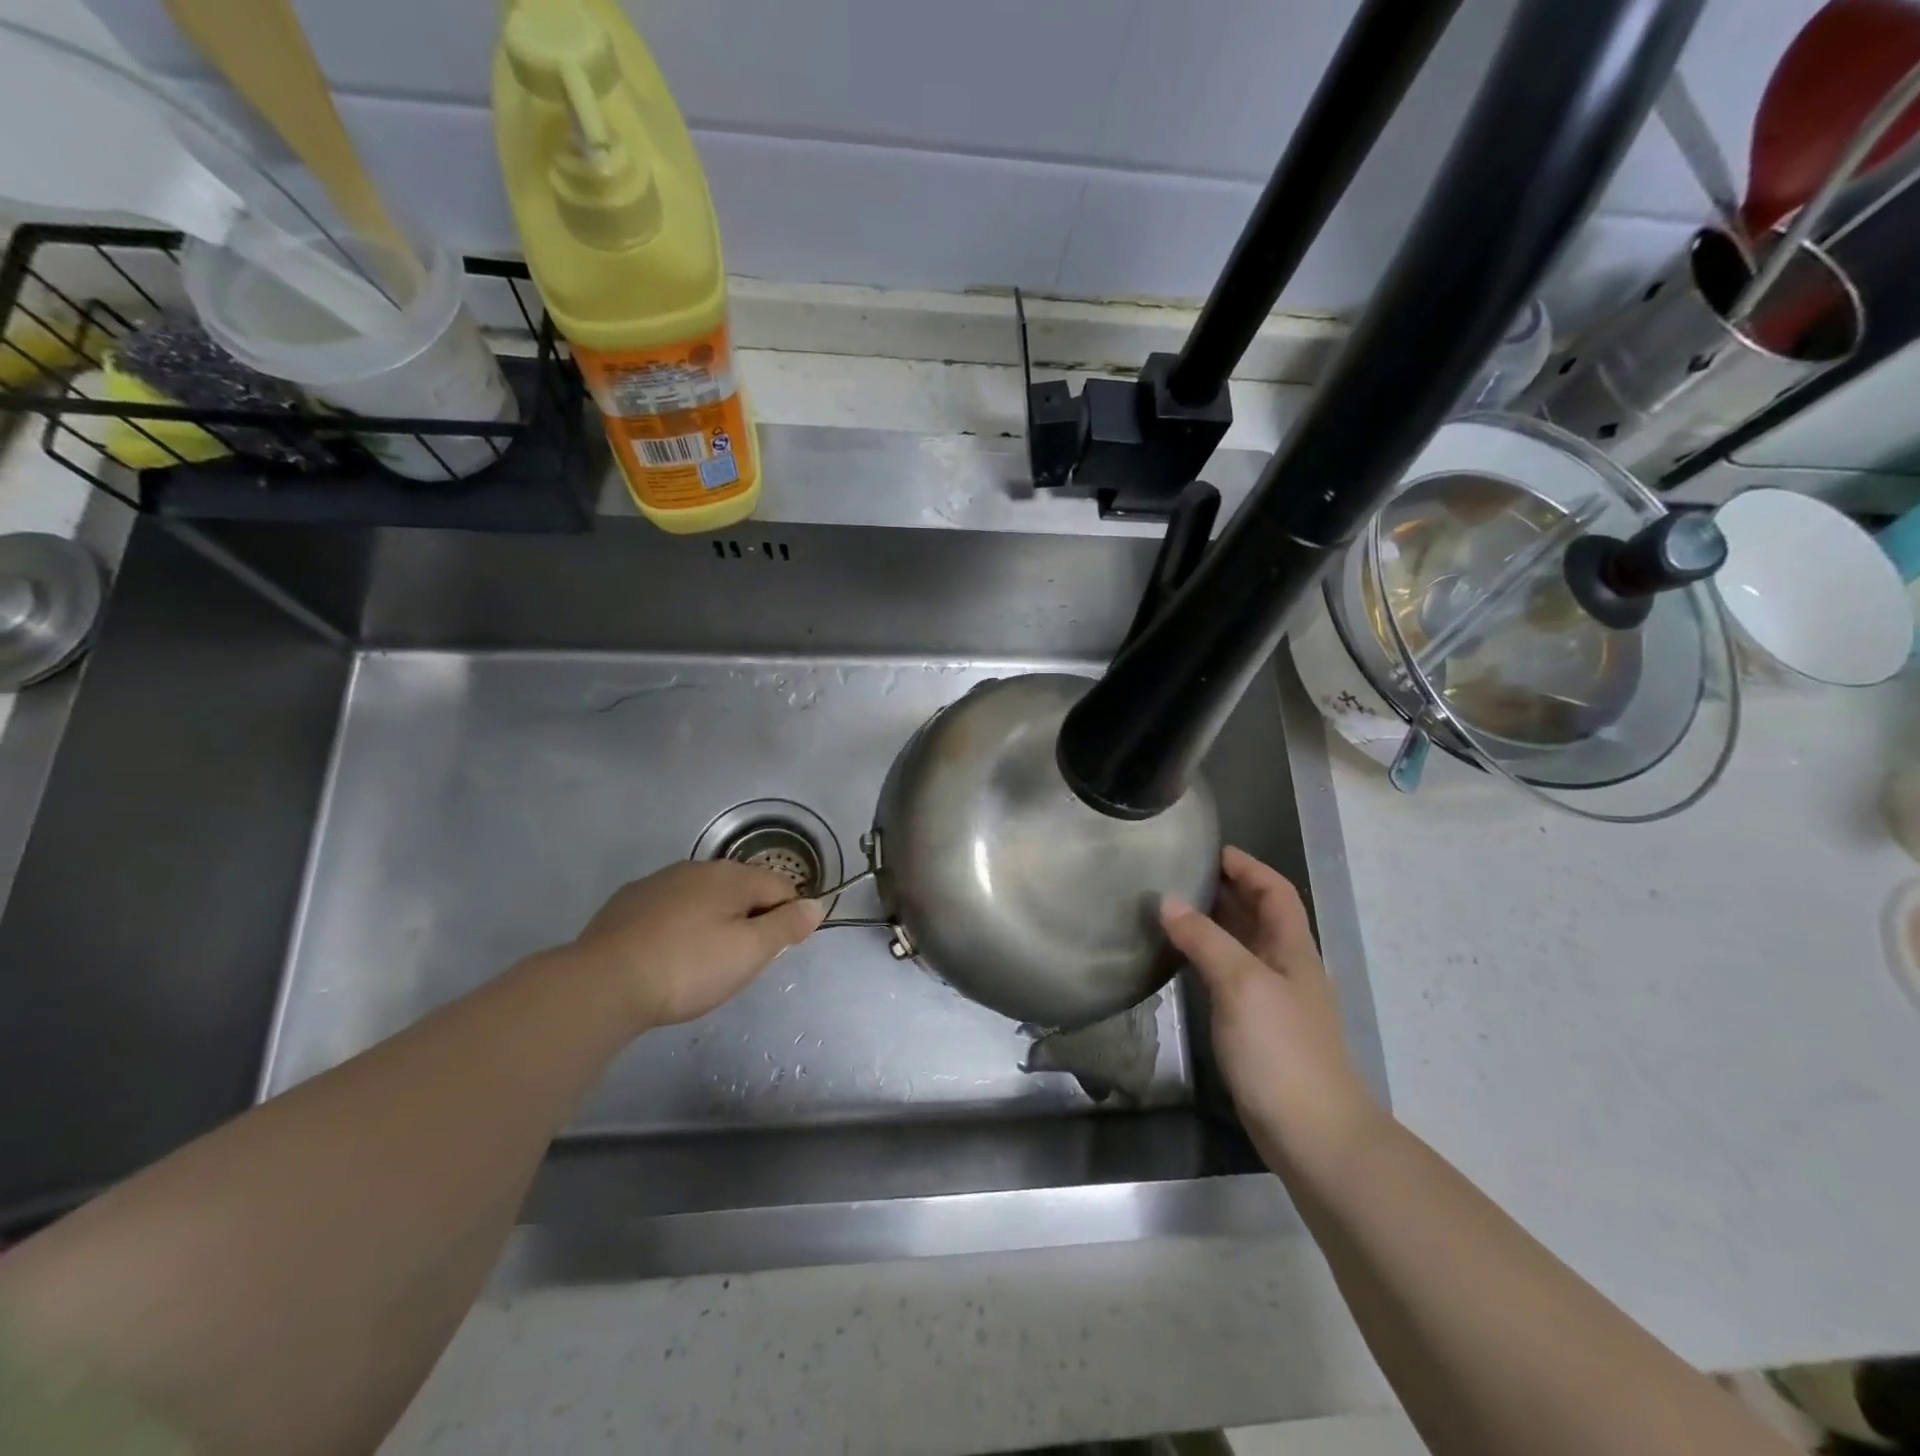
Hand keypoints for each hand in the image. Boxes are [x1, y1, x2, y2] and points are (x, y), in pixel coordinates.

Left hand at [565, 861, 823, 1030]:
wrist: (603, 983)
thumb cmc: (688, 967)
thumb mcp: (749, 952)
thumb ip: (786, 926)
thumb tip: (816, 905)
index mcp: (732, 875)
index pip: (781, 887)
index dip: (788, 918)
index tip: (775, 953)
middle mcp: (698, 868)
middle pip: (742, 889)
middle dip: (750, 919)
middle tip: (739, 963)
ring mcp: (659, 881)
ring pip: (704, 897)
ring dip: (713, 921)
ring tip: (702, 962)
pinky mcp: (628, 902)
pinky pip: (670, 908)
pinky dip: (679, 926)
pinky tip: (667, 955)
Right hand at [1162, 846, 1383, 1173]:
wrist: (1313, 1134)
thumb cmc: (1281, 1050)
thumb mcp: (1241, 984)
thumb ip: (1205, 940)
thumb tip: (1168, 902)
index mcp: (1292, 949)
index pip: (1274, 891)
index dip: (1247, 866)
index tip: (1209, 849)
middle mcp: (1285, 967)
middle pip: (1259, 914)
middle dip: (1225, 889)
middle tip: (1178, 873)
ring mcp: (1272, 999)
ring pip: (1242, 945)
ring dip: (1213, 922)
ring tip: (1171, 907)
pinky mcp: (1257, 1028)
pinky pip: (1230, 975)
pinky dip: (1207, 957)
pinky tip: (1181, 960)